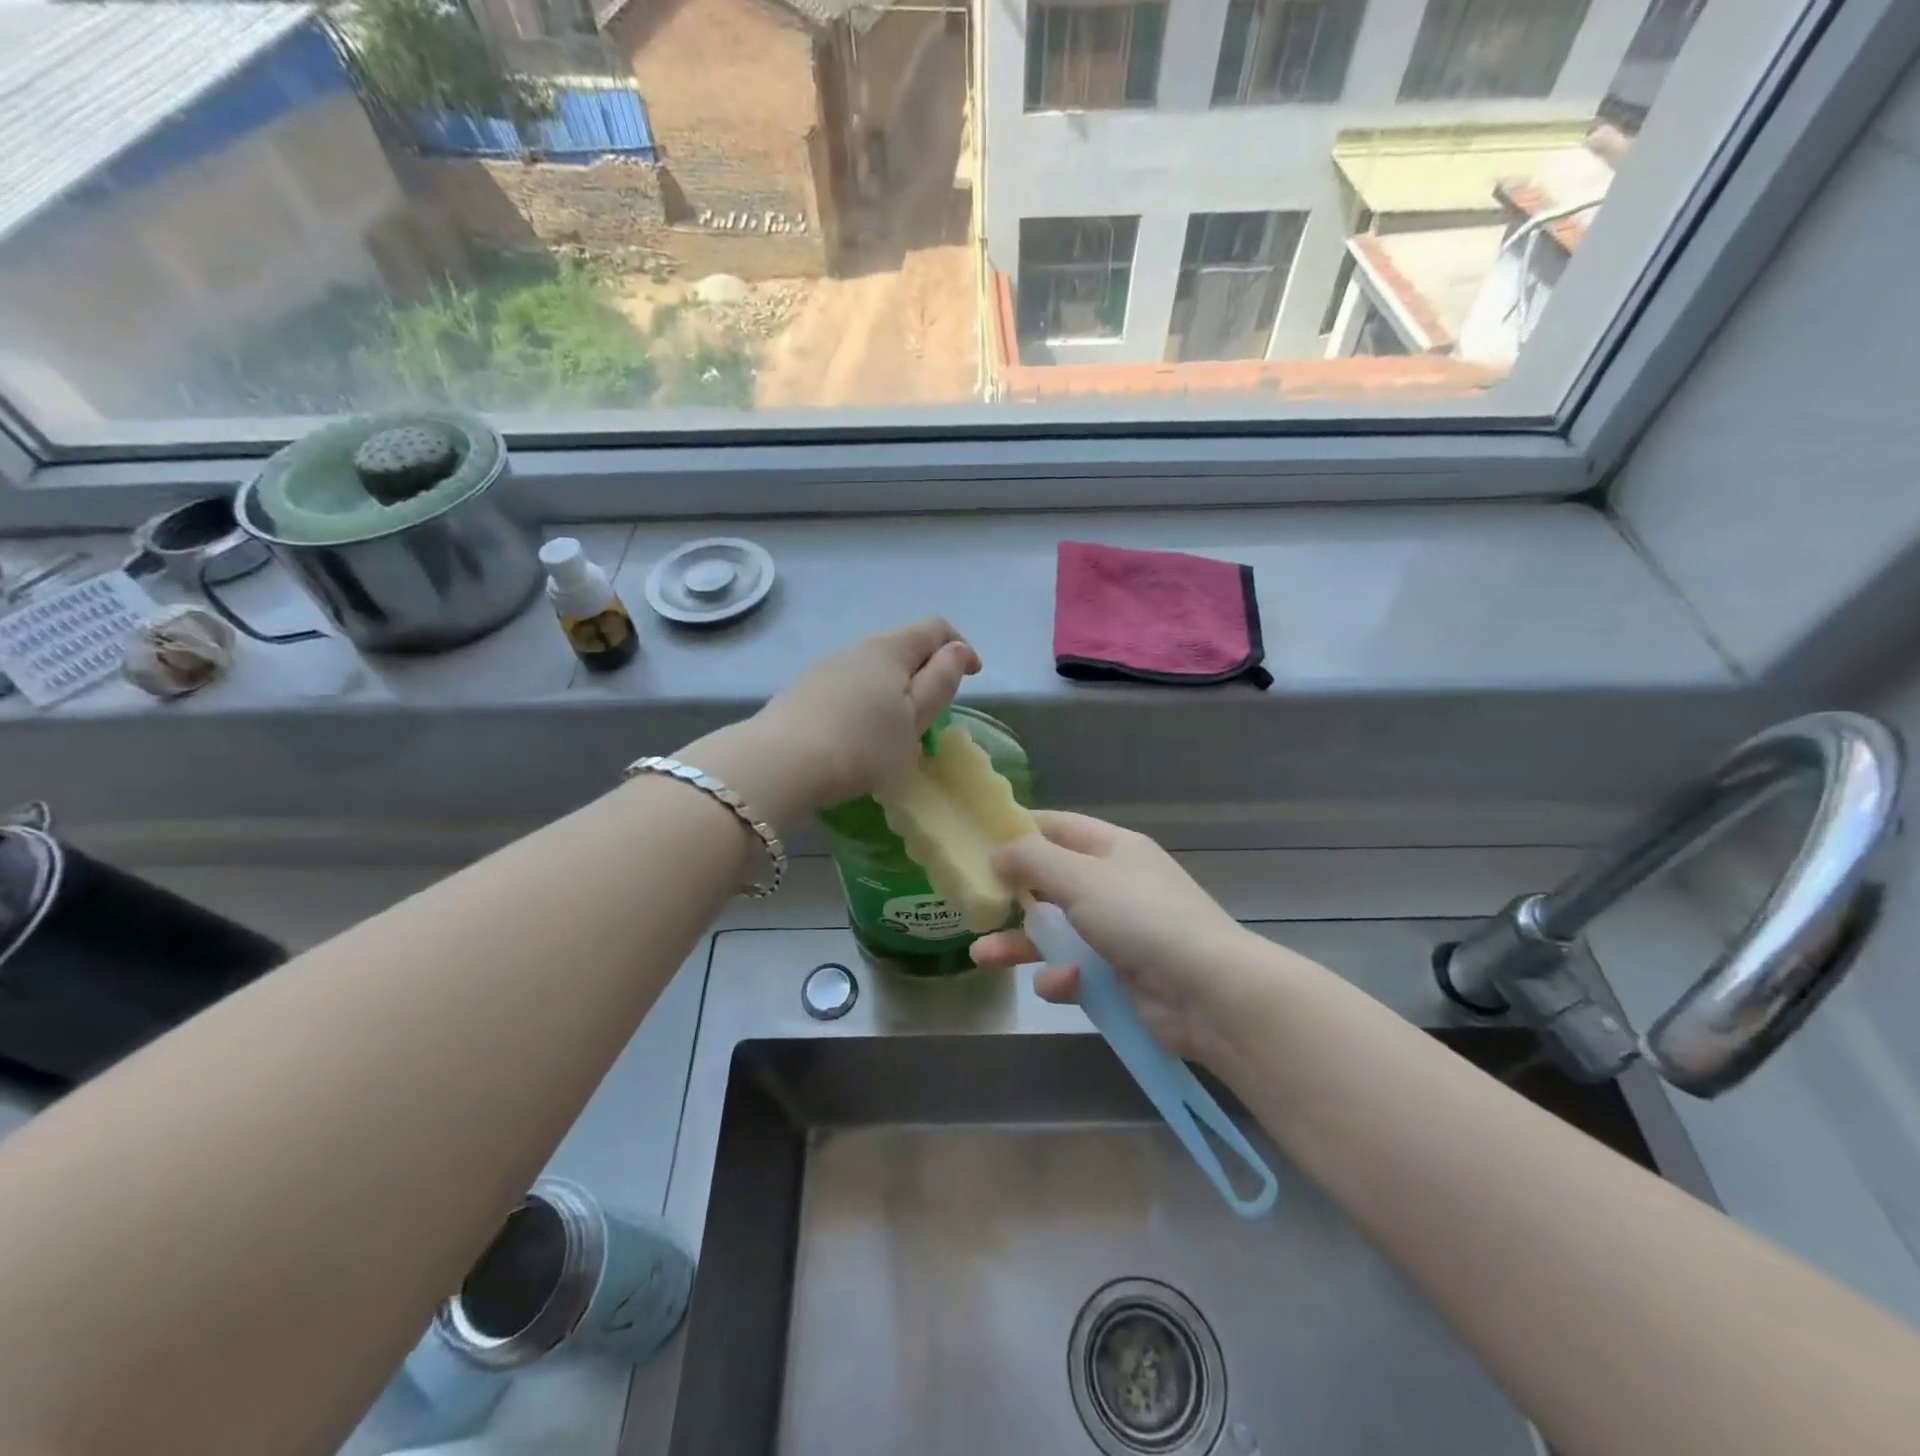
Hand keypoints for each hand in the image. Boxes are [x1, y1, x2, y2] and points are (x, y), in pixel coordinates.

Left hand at [752, 617, 980, 809]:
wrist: (781, 764)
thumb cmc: (862, 744)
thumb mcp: (914, 719)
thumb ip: (940, 681)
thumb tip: (955, 650)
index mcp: (890, 649)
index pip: (935, 627)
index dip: (960, 646)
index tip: (972, 676)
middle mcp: (856, 648)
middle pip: (902, 647)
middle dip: (926, 671)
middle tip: (934, 711)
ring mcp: (826, 669)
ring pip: (873, 670)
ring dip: (895, 690)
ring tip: (897, 730)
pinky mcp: (804, 692)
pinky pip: (850, 688)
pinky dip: (868, 703)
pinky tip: (861, 736)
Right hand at [971, 812, 1265, 1069]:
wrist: (1208, 992)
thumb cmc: (1141, 918)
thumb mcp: (1081, 878)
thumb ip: (1033, 861)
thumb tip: (996, 851)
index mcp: (1113, 849)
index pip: (1059, 827)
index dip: (1020, 830)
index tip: (978, 838)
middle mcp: (1114, 885)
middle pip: (1051, 883)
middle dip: (1012, 895)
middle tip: (972, 903)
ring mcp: (1118, 933)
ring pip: (1056, 932)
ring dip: (1020, 943)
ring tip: (980, 956)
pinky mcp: (1118, 976)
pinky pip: (1075, 971)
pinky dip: (1062, 978)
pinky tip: (1059, 985)